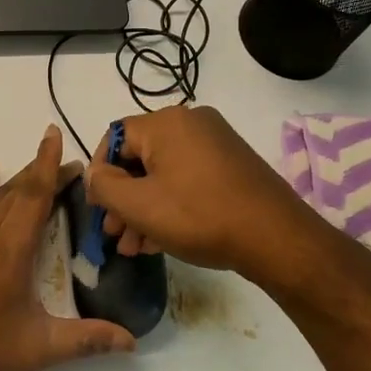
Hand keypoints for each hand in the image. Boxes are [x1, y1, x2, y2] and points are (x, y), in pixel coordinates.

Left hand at [0, 125, 136, 370]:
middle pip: (19, 192)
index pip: (35, 196)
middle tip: (70, 168)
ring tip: (38, 171)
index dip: (49, 165)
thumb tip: (132, 342)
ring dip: (18, 181)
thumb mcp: (38, 350)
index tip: (56, 136)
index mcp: (12, 250)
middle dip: (44, 174)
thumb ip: (86, 340)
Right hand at [84, 106, 327, 286]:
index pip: (114, 138)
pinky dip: (170, 205)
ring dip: (144, 209)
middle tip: (115, 235)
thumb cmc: (198, 216)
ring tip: (135, 248)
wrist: (275, 237)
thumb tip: (94, 174)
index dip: (99, 174)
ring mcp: (216, 143)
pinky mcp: (232, 165)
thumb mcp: (138, 205)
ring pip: (163, 174)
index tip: (98, 209)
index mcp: (166, 122)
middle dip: (122, 199)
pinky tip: (160, 241)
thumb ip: (103, 185)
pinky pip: (187, 179)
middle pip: (140, 159)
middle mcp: (191, 122)